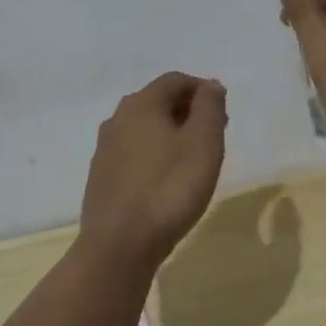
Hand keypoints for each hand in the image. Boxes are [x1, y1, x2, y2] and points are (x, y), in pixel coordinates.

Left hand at [80, 71, 227, 265]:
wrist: (120, 245)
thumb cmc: (170, 188)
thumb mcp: (203, 143)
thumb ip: (210, 108)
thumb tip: (210, 85)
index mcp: (141, 104)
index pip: (175, 80)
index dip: (202, 89)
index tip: (224, 110)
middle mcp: (117, 119)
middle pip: (157, 101)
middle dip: (188, 110)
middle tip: (214, 133)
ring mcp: (105, 149)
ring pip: (144, 128)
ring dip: (171, 133)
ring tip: (194, 158)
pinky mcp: (101, 177)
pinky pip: (133, 152)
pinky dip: (154, 154)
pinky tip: (167, 178)